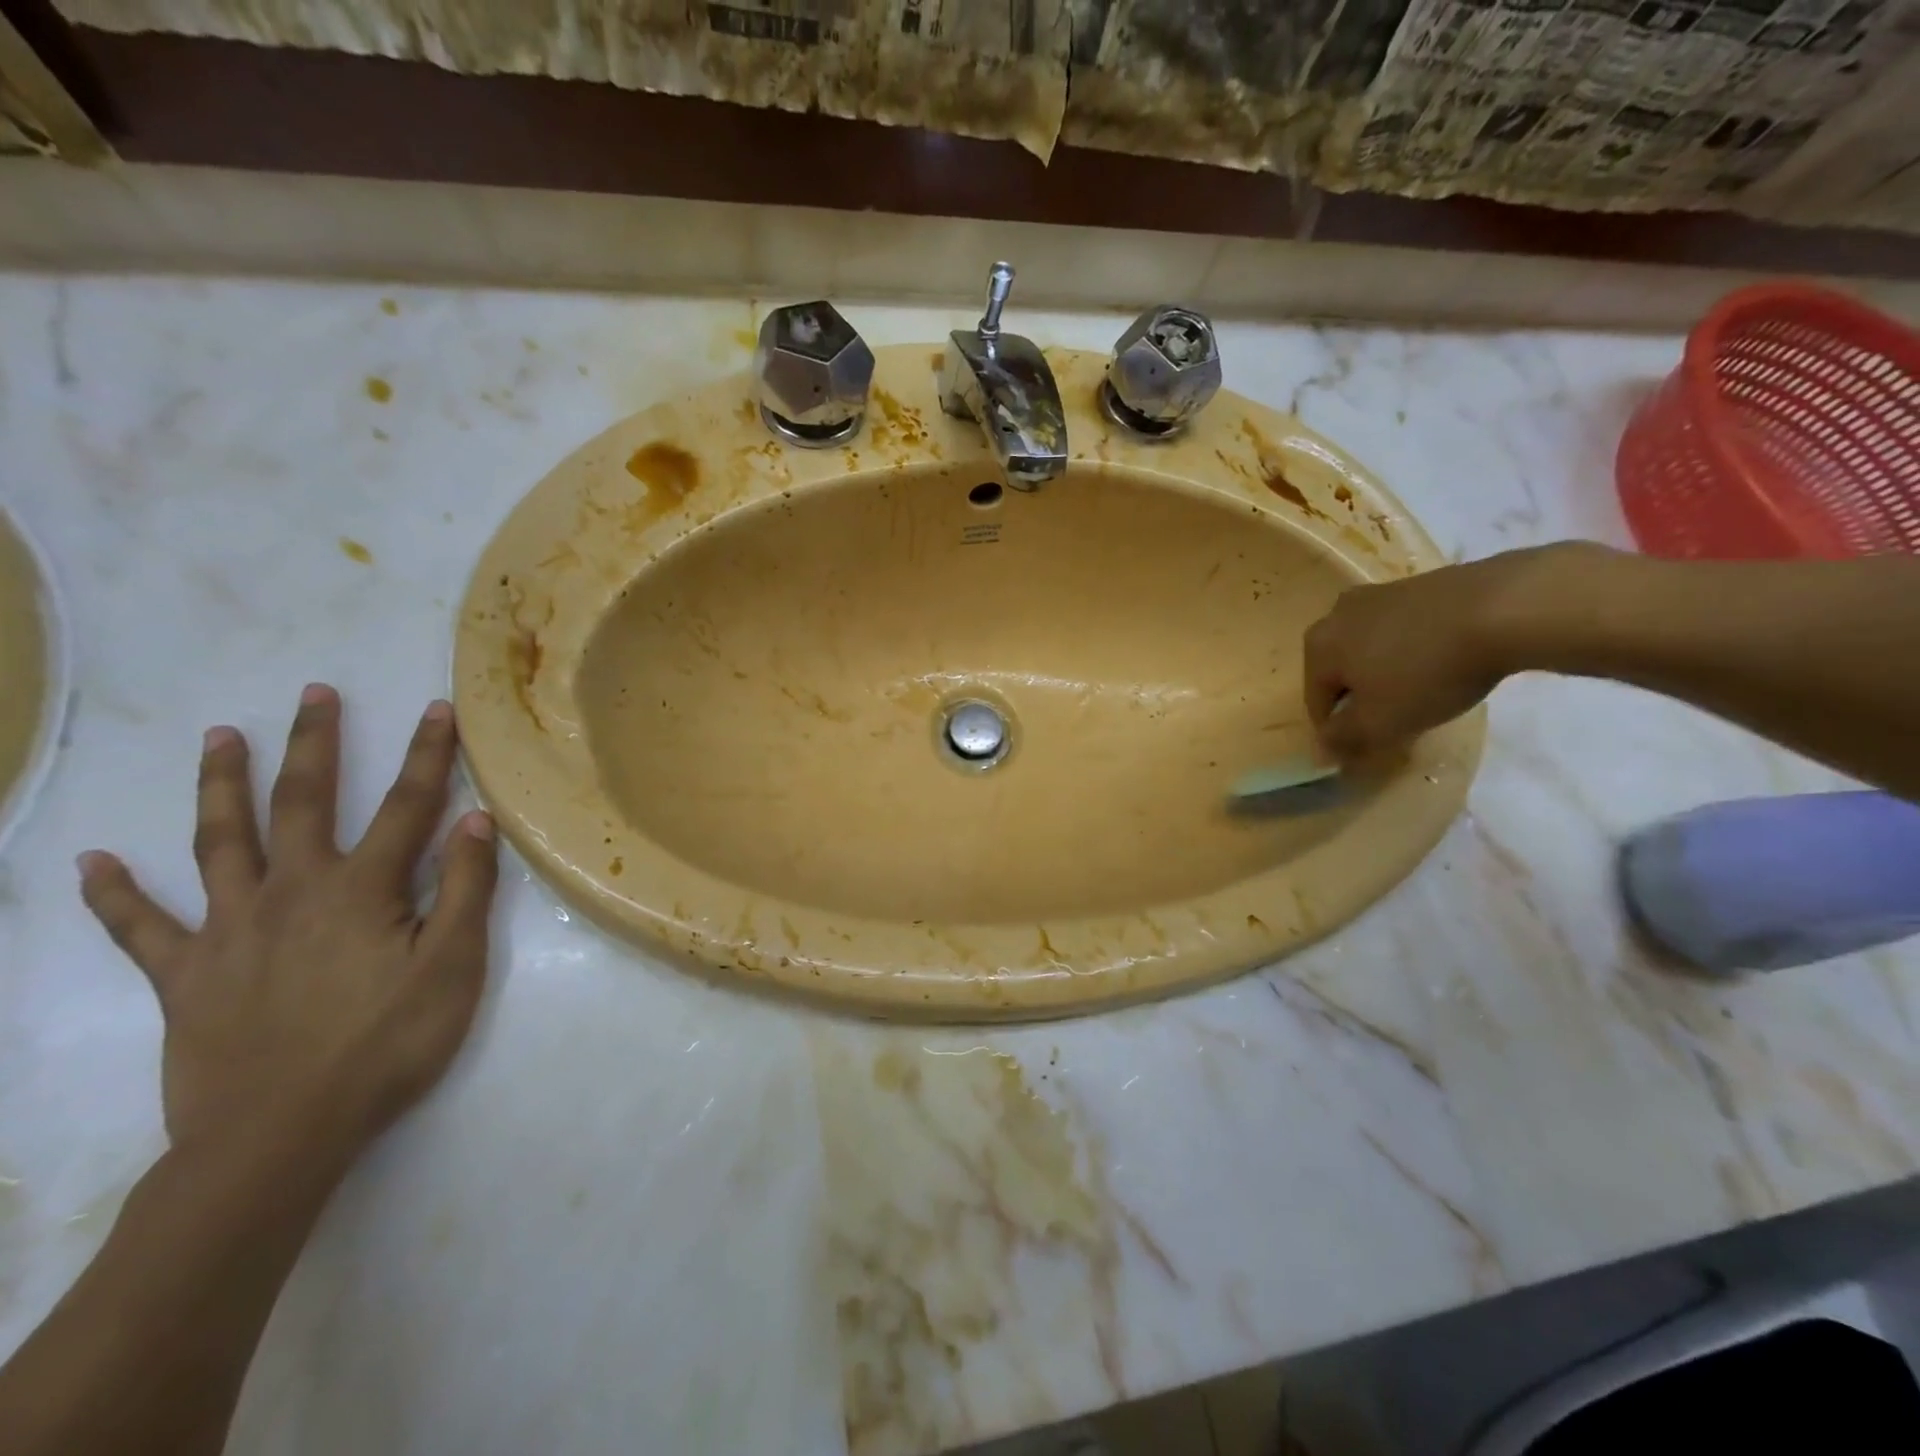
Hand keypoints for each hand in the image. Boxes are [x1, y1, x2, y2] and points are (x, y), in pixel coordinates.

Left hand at [77, 685, 498, 1167]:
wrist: (280, 1134)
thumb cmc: (387, 1043)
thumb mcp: (454, 965)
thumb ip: (465, 889)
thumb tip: (474, 820)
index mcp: (362, 889)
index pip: (406, 805)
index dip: (426, 754)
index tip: (435, 708)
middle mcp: (292, 891)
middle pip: (302, 802)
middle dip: (314, 744)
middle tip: (312, 693)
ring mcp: (229, 930)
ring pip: (219, 842)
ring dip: (220, 785)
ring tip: (217, 736)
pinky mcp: (186, 975)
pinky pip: (140, 928)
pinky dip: (114, 894)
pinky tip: (92, 861)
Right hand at [1303, 543, 1598, 755]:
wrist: (1503, 608)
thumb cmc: (1427, 673)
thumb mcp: (1380, 723)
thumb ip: (1344, 739)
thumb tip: (1324, 747)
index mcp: (1318, 646)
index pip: (1316, 703)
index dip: (1339, 732)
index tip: (1369, 749)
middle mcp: (1337, 614)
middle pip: (1342, 671)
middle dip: (1362, 698)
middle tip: (1397, 721)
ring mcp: (1380, 594)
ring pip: (1373, 648)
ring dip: (1388, 673)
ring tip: (1425, 692)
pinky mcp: (1420, 583)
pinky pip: (1405, 629)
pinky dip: (1415, 649)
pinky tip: (1445, 662)